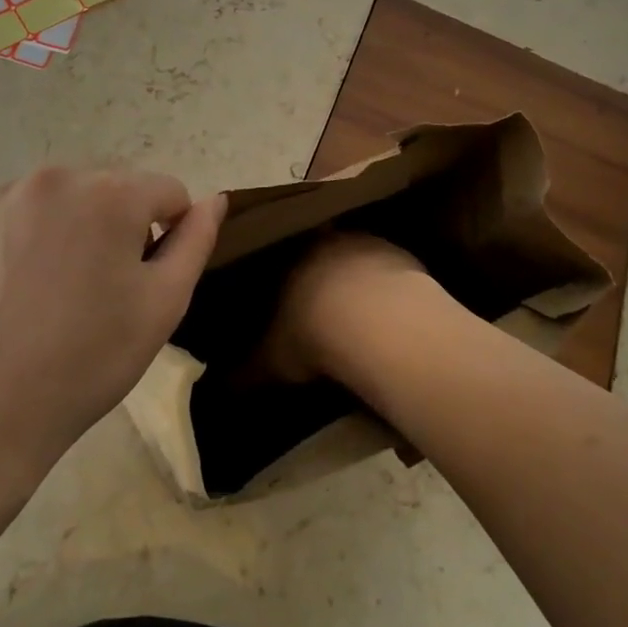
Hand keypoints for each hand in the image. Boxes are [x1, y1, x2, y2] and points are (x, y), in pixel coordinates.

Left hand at [0, 167, 225, 478]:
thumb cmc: (89, 358)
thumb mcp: (163, 303)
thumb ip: (196, 240)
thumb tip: (214, 199)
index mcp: (113, 192)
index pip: (168, 192)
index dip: (169, 234)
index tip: (145, 282)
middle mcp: (59, 176)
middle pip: (116, 187)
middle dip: (123, 224)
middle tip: (103, 289)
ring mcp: (7, 194)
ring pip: (69, 196)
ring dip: (78, 224)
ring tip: (60, 286)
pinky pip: (24, 209)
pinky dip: (34, 233)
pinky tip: (22, 283)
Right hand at [260, 231, 433, 382]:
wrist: (377, 322)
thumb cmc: (312, 334)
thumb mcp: (271, 361)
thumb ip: (247, 370)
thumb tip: (223, 387)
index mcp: (288, 255)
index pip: (280, 258)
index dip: (282, 278)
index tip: (284, 297)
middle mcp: (327, 239)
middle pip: (321, 251)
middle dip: (321, 274)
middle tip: (322, 304)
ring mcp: (369, 243)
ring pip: (358, 256)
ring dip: (358, 278)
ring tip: (359, 314)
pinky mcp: (404, 257)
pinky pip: (391, 271)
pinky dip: (388, 290)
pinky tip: (390, 317)